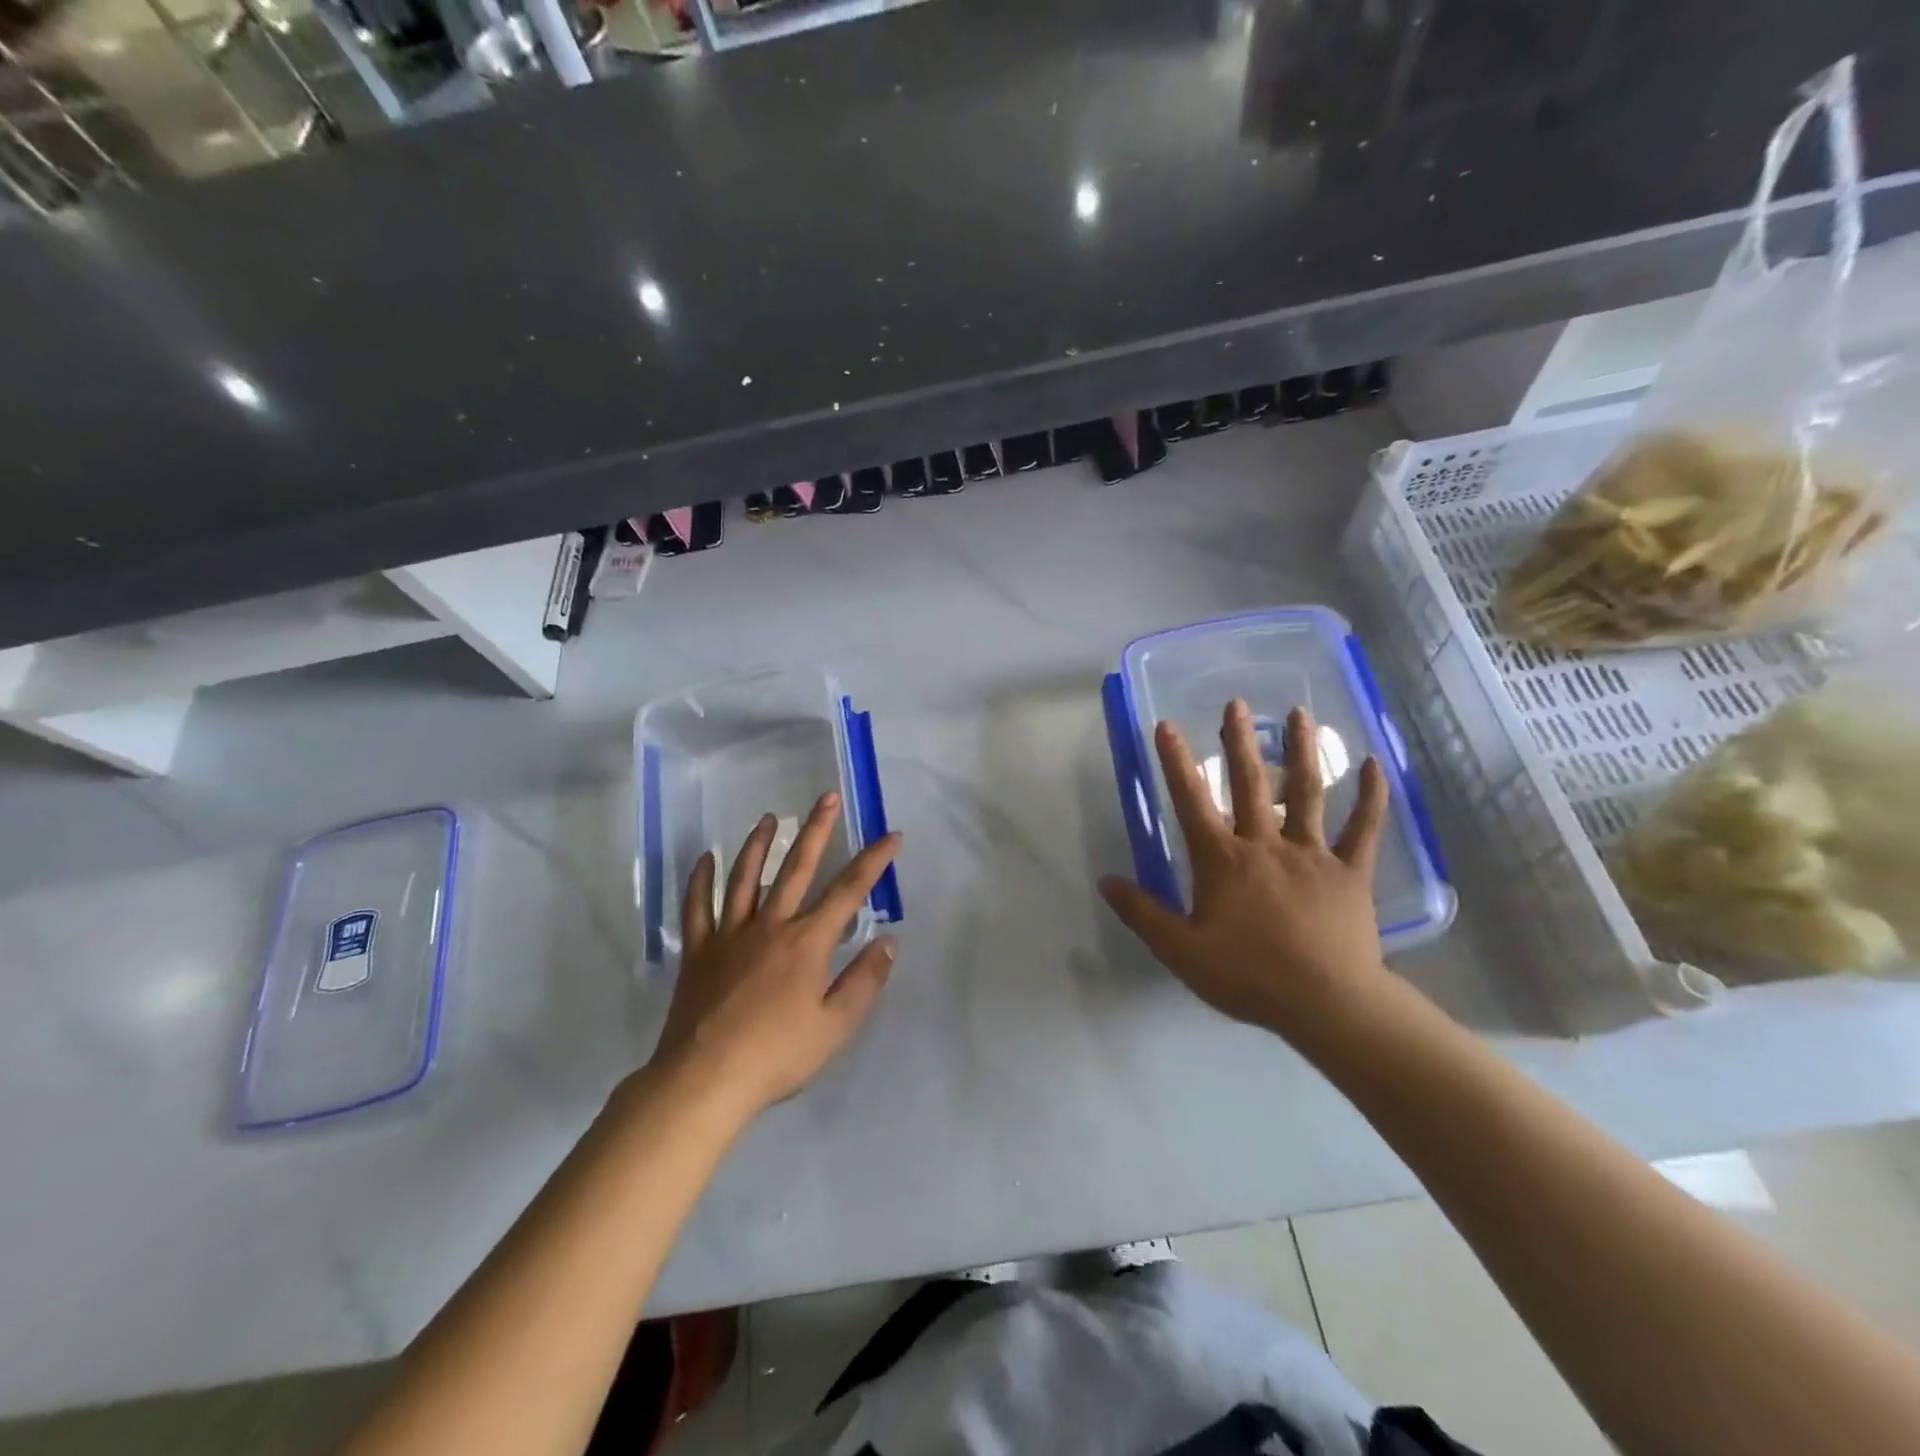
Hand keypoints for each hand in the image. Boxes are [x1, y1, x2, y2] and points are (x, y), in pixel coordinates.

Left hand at [647, 793, 900, 1119]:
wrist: (705, 1079)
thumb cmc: (778, 1055)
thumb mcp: (835, 1026)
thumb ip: (864, 981)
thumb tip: (888, 941)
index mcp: (808, 942)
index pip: (849, 891)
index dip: (874, 860)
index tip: (892, 835)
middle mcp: (771, 925)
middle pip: (797, 868)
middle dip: (817, 830)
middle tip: (826, 797)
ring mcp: (730, 934)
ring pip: (746, 877)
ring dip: (759, 844)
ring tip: (770, 818)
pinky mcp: (699, 950)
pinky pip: (698, 906)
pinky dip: (700, 880)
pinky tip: (704, 859)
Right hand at [1100, 700, 1393, 1050]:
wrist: (1326, 1004)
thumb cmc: (1248, 975)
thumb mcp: (1181, 951)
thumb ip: (1143, 914)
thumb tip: (1106, 882)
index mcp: (1223, 860)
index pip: (1193, 801)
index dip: (1177, 762)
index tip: (1167, 726)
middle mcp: (1266, 844)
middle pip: (1251, 783)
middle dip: (1239, 741)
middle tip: (1237, 703)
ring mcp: (1312, 854)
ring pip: (1307, 793)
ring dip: (1303, 751)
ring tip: (1301, 714)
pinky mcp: (1350, 872)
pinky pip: (1363, 830)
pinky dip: (1371, 797)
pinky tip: (1374, 765)